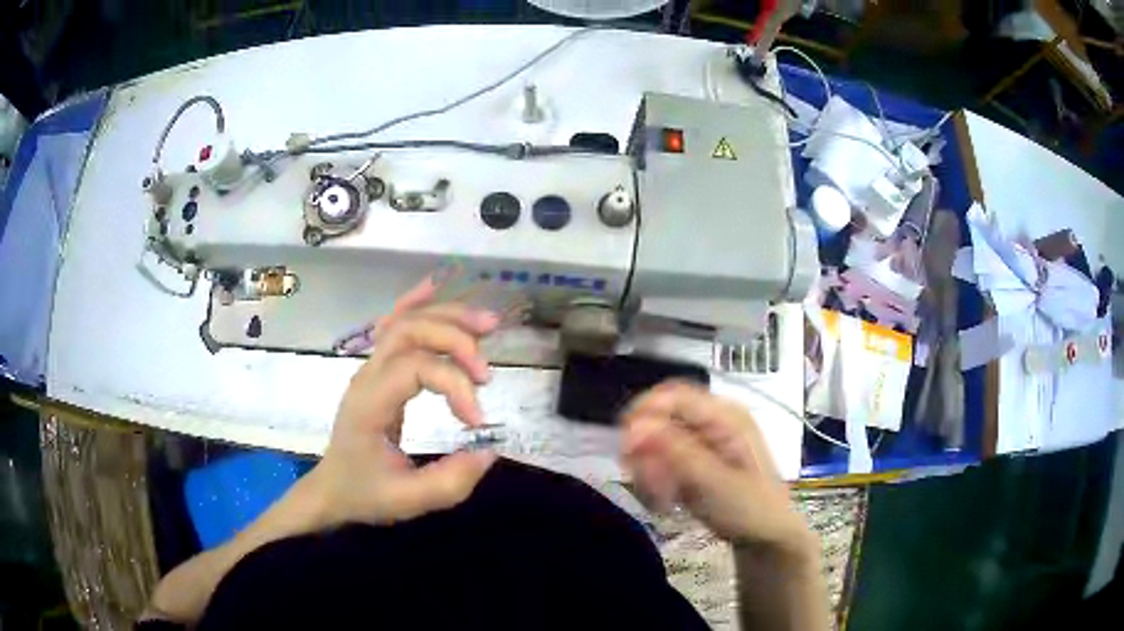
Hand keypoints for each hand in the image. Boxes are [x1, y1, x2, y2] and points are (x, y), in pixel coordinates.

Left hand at [301, 274, 501, 527]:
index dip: (454, 384)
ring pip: (406, 322)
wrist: (332, 489)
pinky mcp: (379, 370)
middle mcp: (368, 376)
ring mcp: (370, 368)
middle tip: (487, 372)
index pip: (416, 368)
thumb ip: (450, 482)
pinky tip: (435, 286)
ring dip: (447, 318)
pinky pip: (394, 325)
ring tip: (488, 324)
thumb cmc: (365, 493)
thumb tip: (490, 450)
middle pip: (410, 332)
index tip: (478, 420)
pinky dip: (416, 302)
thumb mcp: (408, 501)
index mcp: (369, 404)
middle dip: (454, 341)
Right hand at [621, 381, 813, 554]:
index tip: (626, 449)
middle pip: (660, 418)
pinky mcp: (693, 461)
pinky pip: (660, 461)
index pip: (673, 396)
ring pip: (655, 442)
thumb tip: (635, 426)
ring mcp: (702, 441)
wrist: (767, 536)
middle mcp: (711, 421)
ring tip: (662, 498)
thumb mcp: (714, 482)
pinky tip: (665, 501)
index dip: (643, 414)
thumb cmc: (750, 507)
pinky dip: (656, 480)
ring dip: (650, 470)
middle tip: (645, 482)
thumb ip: (676, 452)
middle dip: (646, 451)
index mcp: (725, 415)